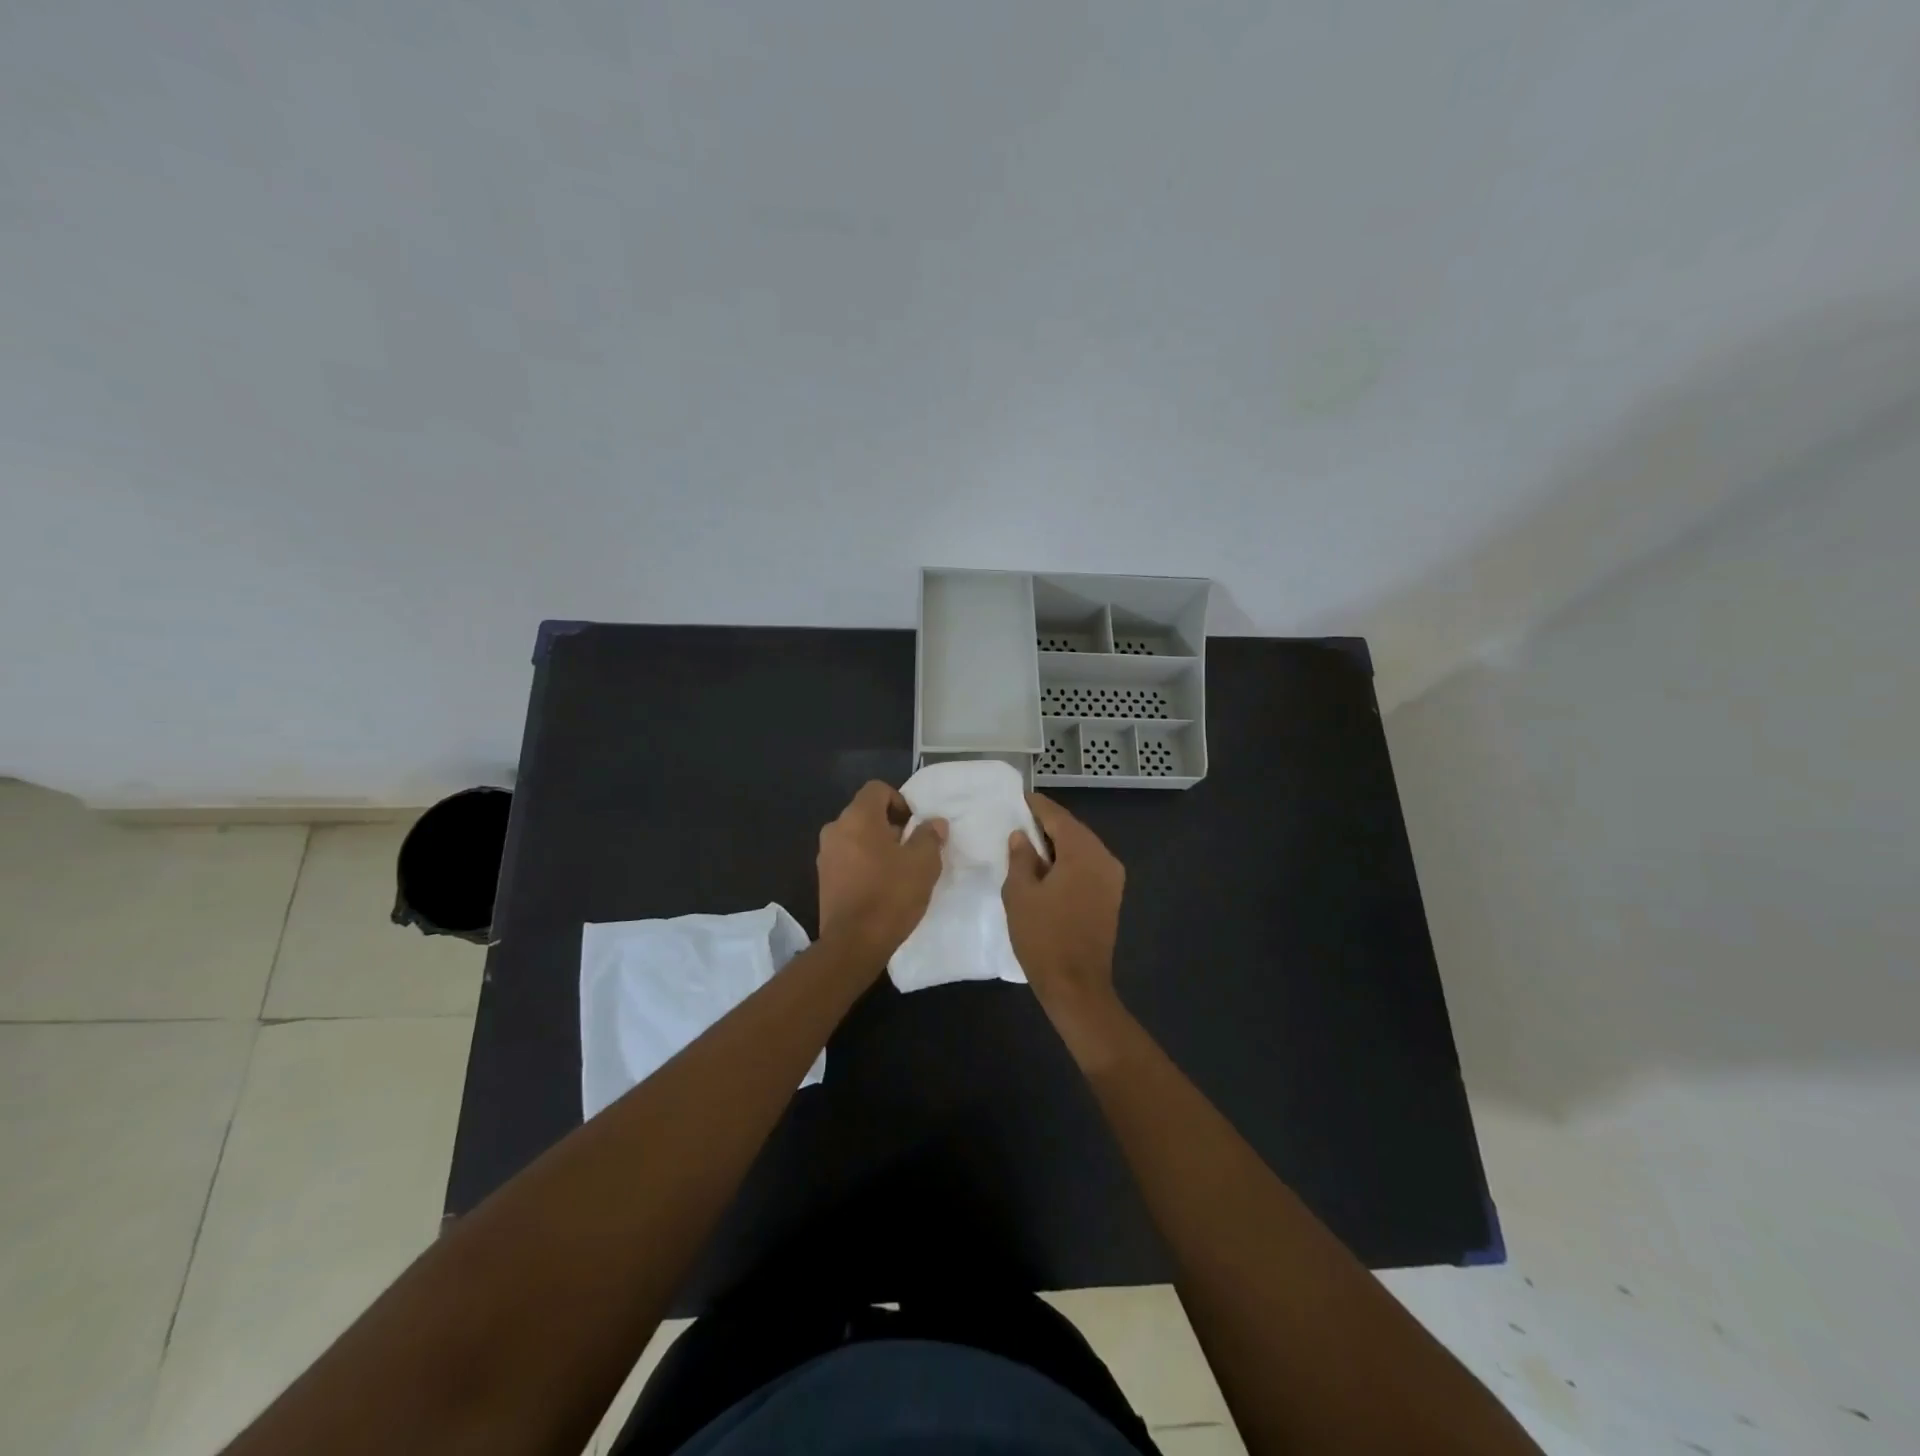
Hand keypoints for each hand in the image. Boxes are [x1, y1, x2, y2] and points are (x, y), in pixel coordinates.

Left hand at [816, 781, 946, 965]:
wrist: (854, 943)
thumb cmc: (891, 894)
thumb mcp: (923, 863)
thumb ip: (929, 836)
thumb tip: (934, 823)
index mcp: (858, 817)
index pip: (877, 789)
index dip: (900, 800)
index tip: (915, 825)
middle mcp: (836, 829)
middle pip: (866, 813)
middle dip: (890, 825)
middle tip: (912, 848)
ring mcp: (826, 855)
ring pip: (856, 837)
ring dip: (877, 845)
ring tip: (899, 869)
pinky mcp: (824, 879)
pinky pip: (848, 858)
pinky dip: (864, 863)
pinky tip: (881, 885)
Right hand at [1003, 792, 1124, 1019]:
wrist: (1076, 985)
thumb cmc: (1043, 937)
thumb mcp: (1020, 894)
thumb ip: (1020, 858)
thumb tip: (1022, 837)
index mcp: (1083, 853)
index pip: (1058, 817)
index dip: (1037, 806)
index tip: (1019, 797)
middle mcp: (1104, 859)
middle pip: (1073, 830)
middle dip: (1048, 824)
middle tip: (1020, 819)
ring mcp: (1112, 879)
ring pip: (1082, 848)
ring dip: (1058, 843)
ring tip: (1029, 842)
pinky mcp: (1111, 896)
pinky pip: (1088, 866)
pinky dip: (1068, 861)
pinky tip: (1047, 867)